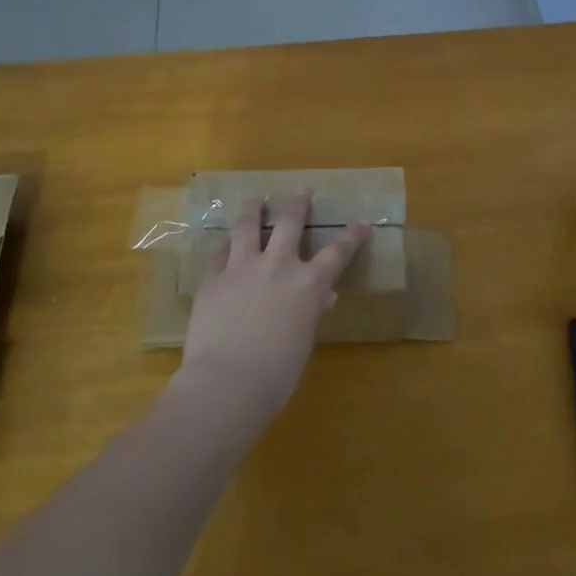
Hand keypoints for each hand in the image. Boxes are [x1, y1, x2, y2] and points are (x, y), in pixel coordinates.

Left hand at [177, 194, 371, 424]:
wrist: (226, 383)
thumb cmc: (276, 375)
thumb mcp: (303, 341)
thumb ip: (310, 312)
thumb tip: (322, 297)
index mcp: (308, 284)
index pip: (338, 252)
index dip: (352, 236)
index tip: (363, 224)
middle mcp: (277, 265)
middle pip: (290, 223)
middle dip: (298, 204)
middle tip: (302, 191)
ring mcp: (241, 268)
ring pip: (248, 226)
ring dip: (254, 210)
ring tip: (256, 200)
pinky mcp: (212, 278)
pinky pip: (219, 253)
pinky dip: (226, 247)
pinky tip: (225, 245)